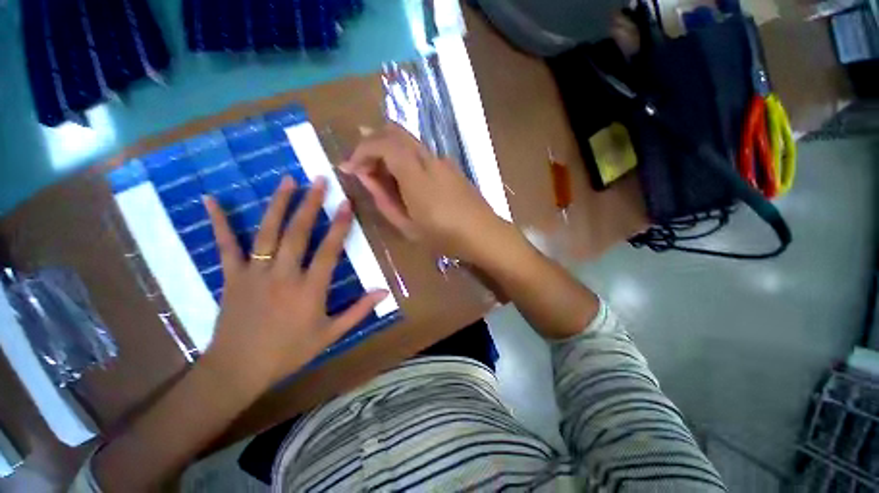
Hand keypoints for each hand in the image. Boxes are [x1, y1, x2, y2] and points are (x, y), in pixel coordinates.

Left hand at [201, 176, 387, 390]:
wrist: (238, 369)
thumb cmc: (288, 352)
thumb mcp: (330, 334)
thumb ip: (358, 310)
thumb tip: (384, 291)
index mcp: (309, 289)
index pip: (329, 250)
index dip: (339, 226)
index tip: (346, 203)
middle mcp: (283, 275)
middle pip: (298, 233)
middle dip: (311, 205)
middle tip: (319, 180)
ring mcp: (255, 273)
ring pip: (267, 233)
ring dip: (279, 205)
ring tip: (288, 181)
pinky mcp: (232, 276)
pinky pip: (226, 246)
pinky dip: (219, 222)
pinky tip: (212, 200)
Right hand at [340, 124, 511, 262]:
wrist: (484, 234)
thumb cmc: (445, 236)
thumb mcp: (408, 226)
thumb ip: (383, 199)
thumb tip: (365, 175)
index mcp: (416, 175)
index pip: (383, 144)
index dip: (361, 151)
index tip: (349, 168)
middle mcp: (429, 159)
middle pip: (395, 132)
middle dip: (372, 143)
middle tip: (362, 167)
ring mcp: (443, 160)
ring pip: (408, 141)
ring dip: (389, 151)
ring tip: (381, 177)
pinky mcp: (450, 166)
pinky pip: (421, 153)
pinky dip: (404, 158)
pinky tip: (404, 181)